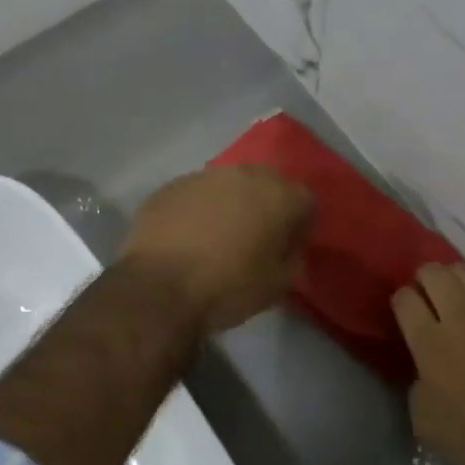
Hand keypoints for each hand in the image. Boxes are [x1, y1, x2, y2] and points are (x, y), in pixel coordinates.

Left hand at [120, 167, 314, 334]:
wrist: (159, 288)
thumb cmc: (228, 288)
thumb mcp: (277, 285)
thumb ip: (292, 259)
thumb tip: (287, 248)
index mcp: (278, 196)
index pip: (305, 201)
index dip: (299, 225)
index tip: (288, 247)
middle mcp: (244, 175)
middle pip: (266, 183)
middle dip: (265, 206)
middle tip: (255, 237)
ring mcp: (203, 177)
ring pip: (227, 185)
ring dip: (229, 204)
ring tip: (217, 236)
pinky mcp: (170, 187)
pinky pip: (194, 195)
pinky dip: (197, 210)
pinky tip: (187, 237)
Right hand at [393, 262, 464, 464]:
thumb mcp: (426, 421)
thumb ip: (418, 382)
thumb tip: (425, 367)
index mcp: (430, 340)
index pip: (404, 298)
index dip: (402, 303)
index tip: (406, 315)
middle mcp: (461, 314)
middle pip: (434, 272)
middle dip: (425, 281)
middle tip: (429, 299)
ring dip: (457, 278)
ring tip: (460, 294)